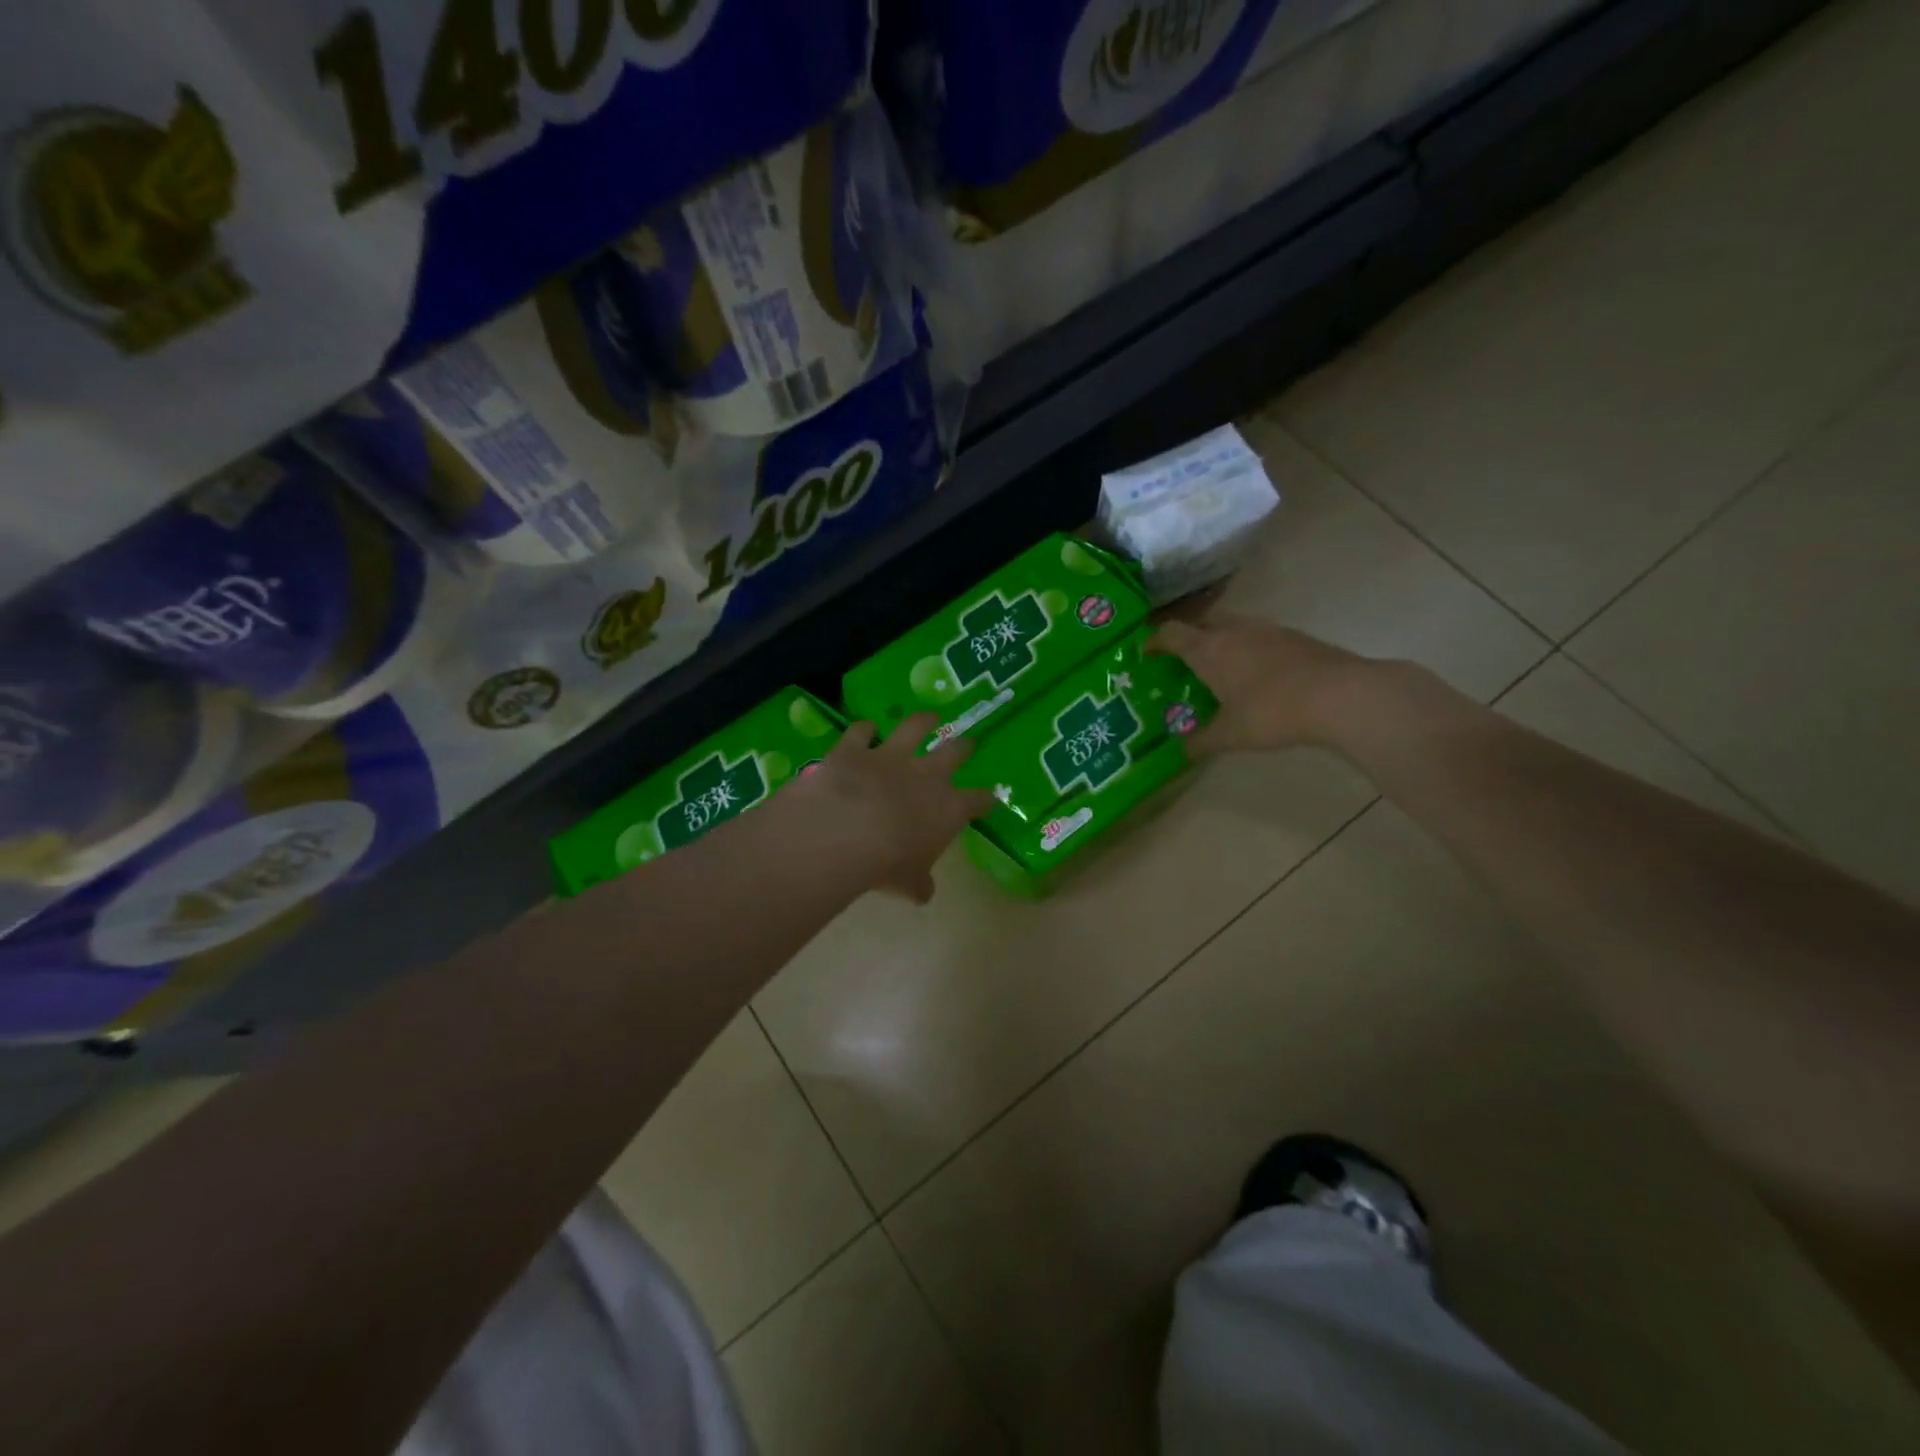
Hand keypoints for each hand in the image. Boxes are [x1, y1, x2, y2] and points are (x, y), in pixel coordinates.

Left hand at [785, 713, 993, 902]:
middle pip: (954, 753)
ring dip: (923, 720)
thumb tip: (923, 893)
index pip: (977, 801)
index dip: (984, 800)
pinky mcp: (856, 748)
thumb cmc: (887, 864)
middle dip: (964, 748)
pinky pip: (862, 731)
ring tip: (930, 715)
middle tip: (969, 743)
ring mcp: (891, 756)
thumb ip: (919, 883)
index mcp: (949, 809)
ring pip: (914, 727)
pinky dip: (864, 728)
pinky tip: (866, 727)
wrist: (845, 832)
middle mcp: (926, 775)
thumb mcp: (908, 883)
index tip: (988, 799)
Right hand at [1148, 613, 1372, 753]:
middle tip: (1182, 659)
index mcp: (1209, 649)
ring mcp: (1267, 630)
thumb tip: (1181, 751)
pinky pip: (1259, 636)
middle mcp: (1234, 631)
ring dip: (1220, 640)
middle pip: (1202, 622)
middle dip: (1188, 636)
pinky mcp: (1295, 636)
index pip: (1171, 633)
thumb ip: (1201, 741)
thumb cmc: (1272, 712)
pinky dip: (1248, 648)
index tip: (1146, 651)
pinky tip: (1256, 673)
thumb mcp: (1231, 735)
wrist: (1341, 696)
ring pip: (1233, 626)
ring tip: (1219, 666)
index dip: (1155, 640)